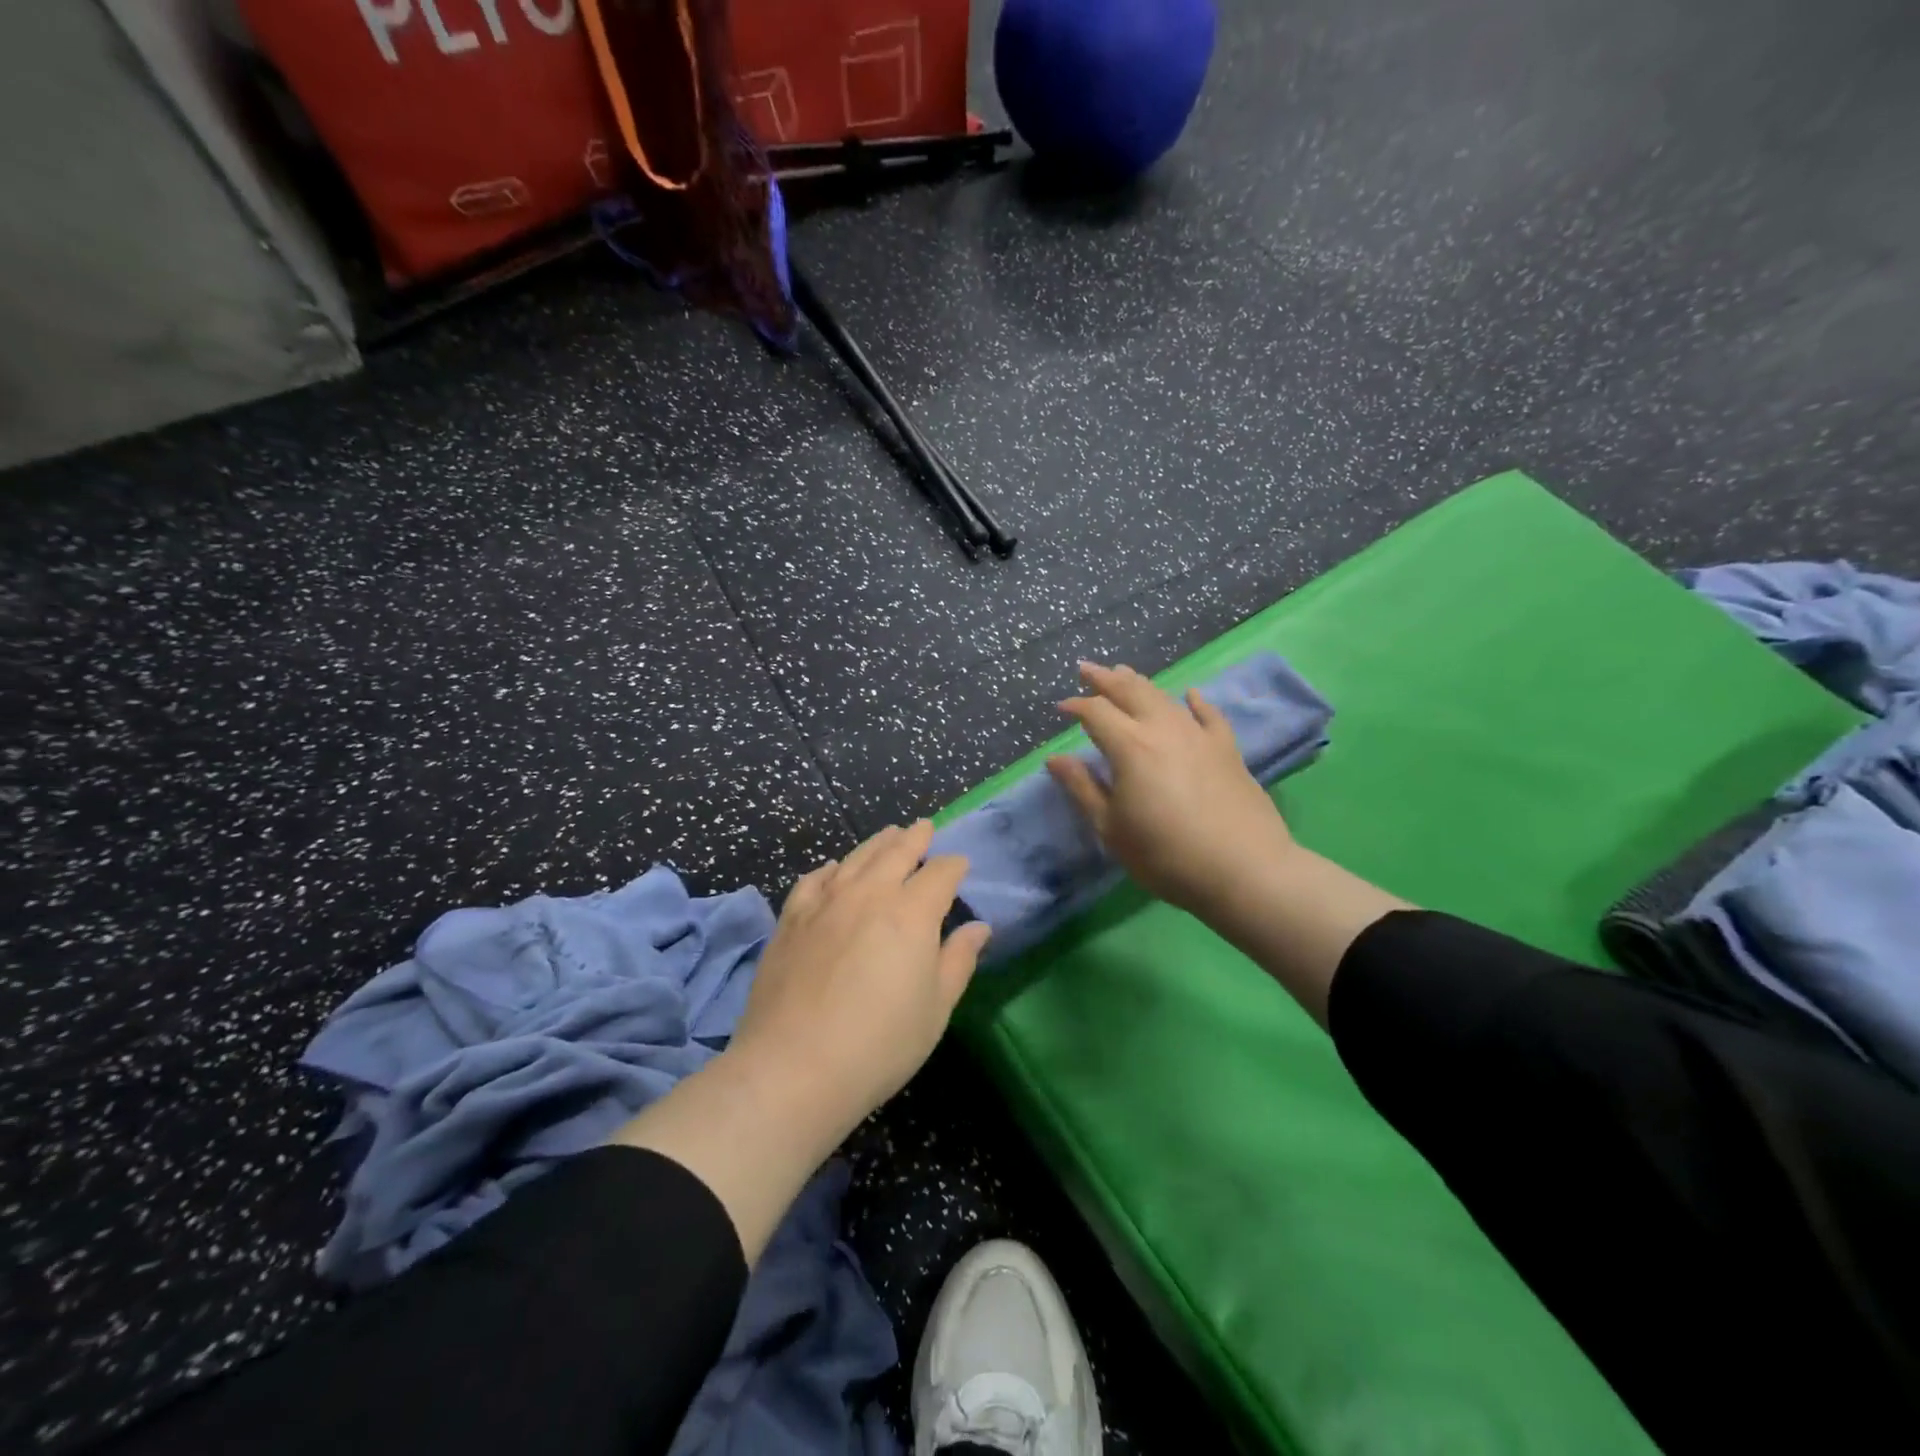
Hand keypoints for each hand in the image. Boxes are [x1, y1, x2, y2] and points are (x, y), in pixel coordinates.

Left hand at [730, 820, 991, 1138]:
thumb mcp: (936, 1008)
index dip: (953, 866)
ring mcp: (825, 903)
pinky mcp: (791, 919)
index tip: (960, 865)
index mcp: (911, 913)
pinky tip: (833, 869)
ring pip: (855, 858)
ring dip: (876, 843)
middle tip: (924, 827)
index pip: (940, 874)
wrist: (794, 1068)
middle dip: (915, 838)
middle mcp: (869, 894)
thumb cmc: (880, 1044)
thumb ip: (958, 960)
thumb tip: (978, 927)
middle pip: (896, 853)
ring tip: (888, 834)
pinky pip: (813, 880)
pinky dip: (829, 869)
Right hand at [1048, 661, 1297, 915]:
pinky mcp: (1227, 749)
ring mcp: (1199, 736)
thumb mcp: (1111, 829)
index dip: (1076, 706)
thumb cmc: (1166, 855)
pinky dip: (1196, 701)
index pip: (1096, 713)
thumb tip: (1054, 759)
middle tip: (1087, 669)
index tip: (1061, 707)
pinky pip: (1209, 715)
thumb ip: (1083, 789)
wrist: (1244, 870)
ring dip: (1140, 683)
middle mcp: (1163, 729)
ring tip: (1125, 673)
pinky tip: (1190, 694)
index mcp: (1130, 747)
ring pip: (1165, 698)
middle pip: (1130, 692)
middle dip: (1105, 679)